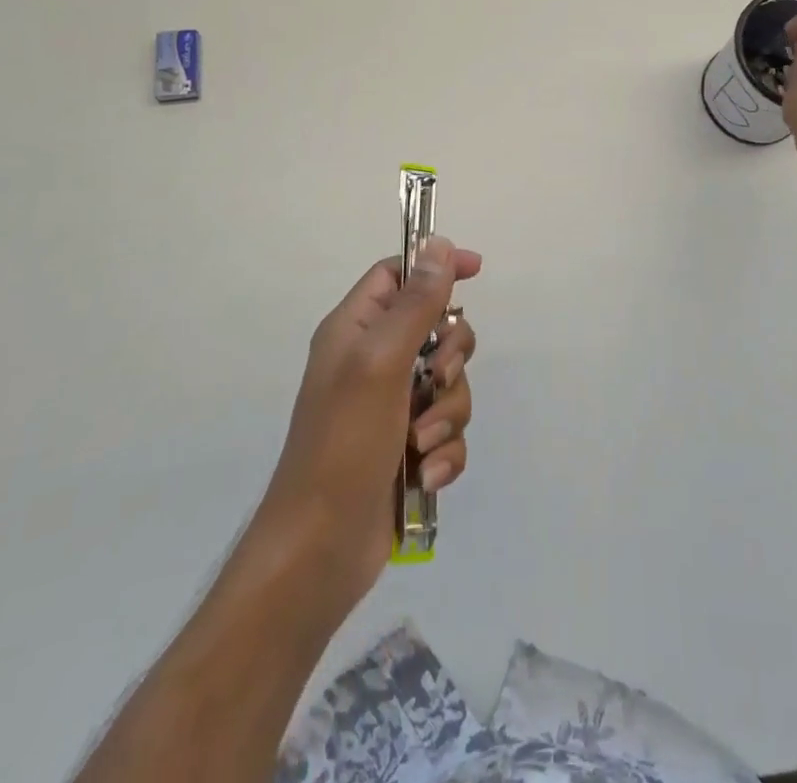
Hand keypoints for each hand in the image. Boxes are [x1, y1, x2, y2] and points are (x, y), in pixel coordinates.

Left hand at [257, 236, 479, 609]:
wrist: (319, 551)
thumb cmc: (344, 443)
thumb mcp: (381, 361)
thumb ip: (415, 303)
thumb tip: (440, 244)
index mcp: (355, 329)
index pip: (397, 274)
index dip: (435, 266)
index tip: (476, 271)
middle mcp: (373, 361)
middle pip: (436, 330)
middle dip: (452, 357)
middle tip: (437, 378)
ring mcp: (391, 408)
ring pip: (449, 385)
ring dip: (446, 413)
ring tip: (421, 443)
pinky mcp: (408, 449)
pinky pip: (447, 431)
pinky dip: (444, 451)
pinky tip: (425, 475)